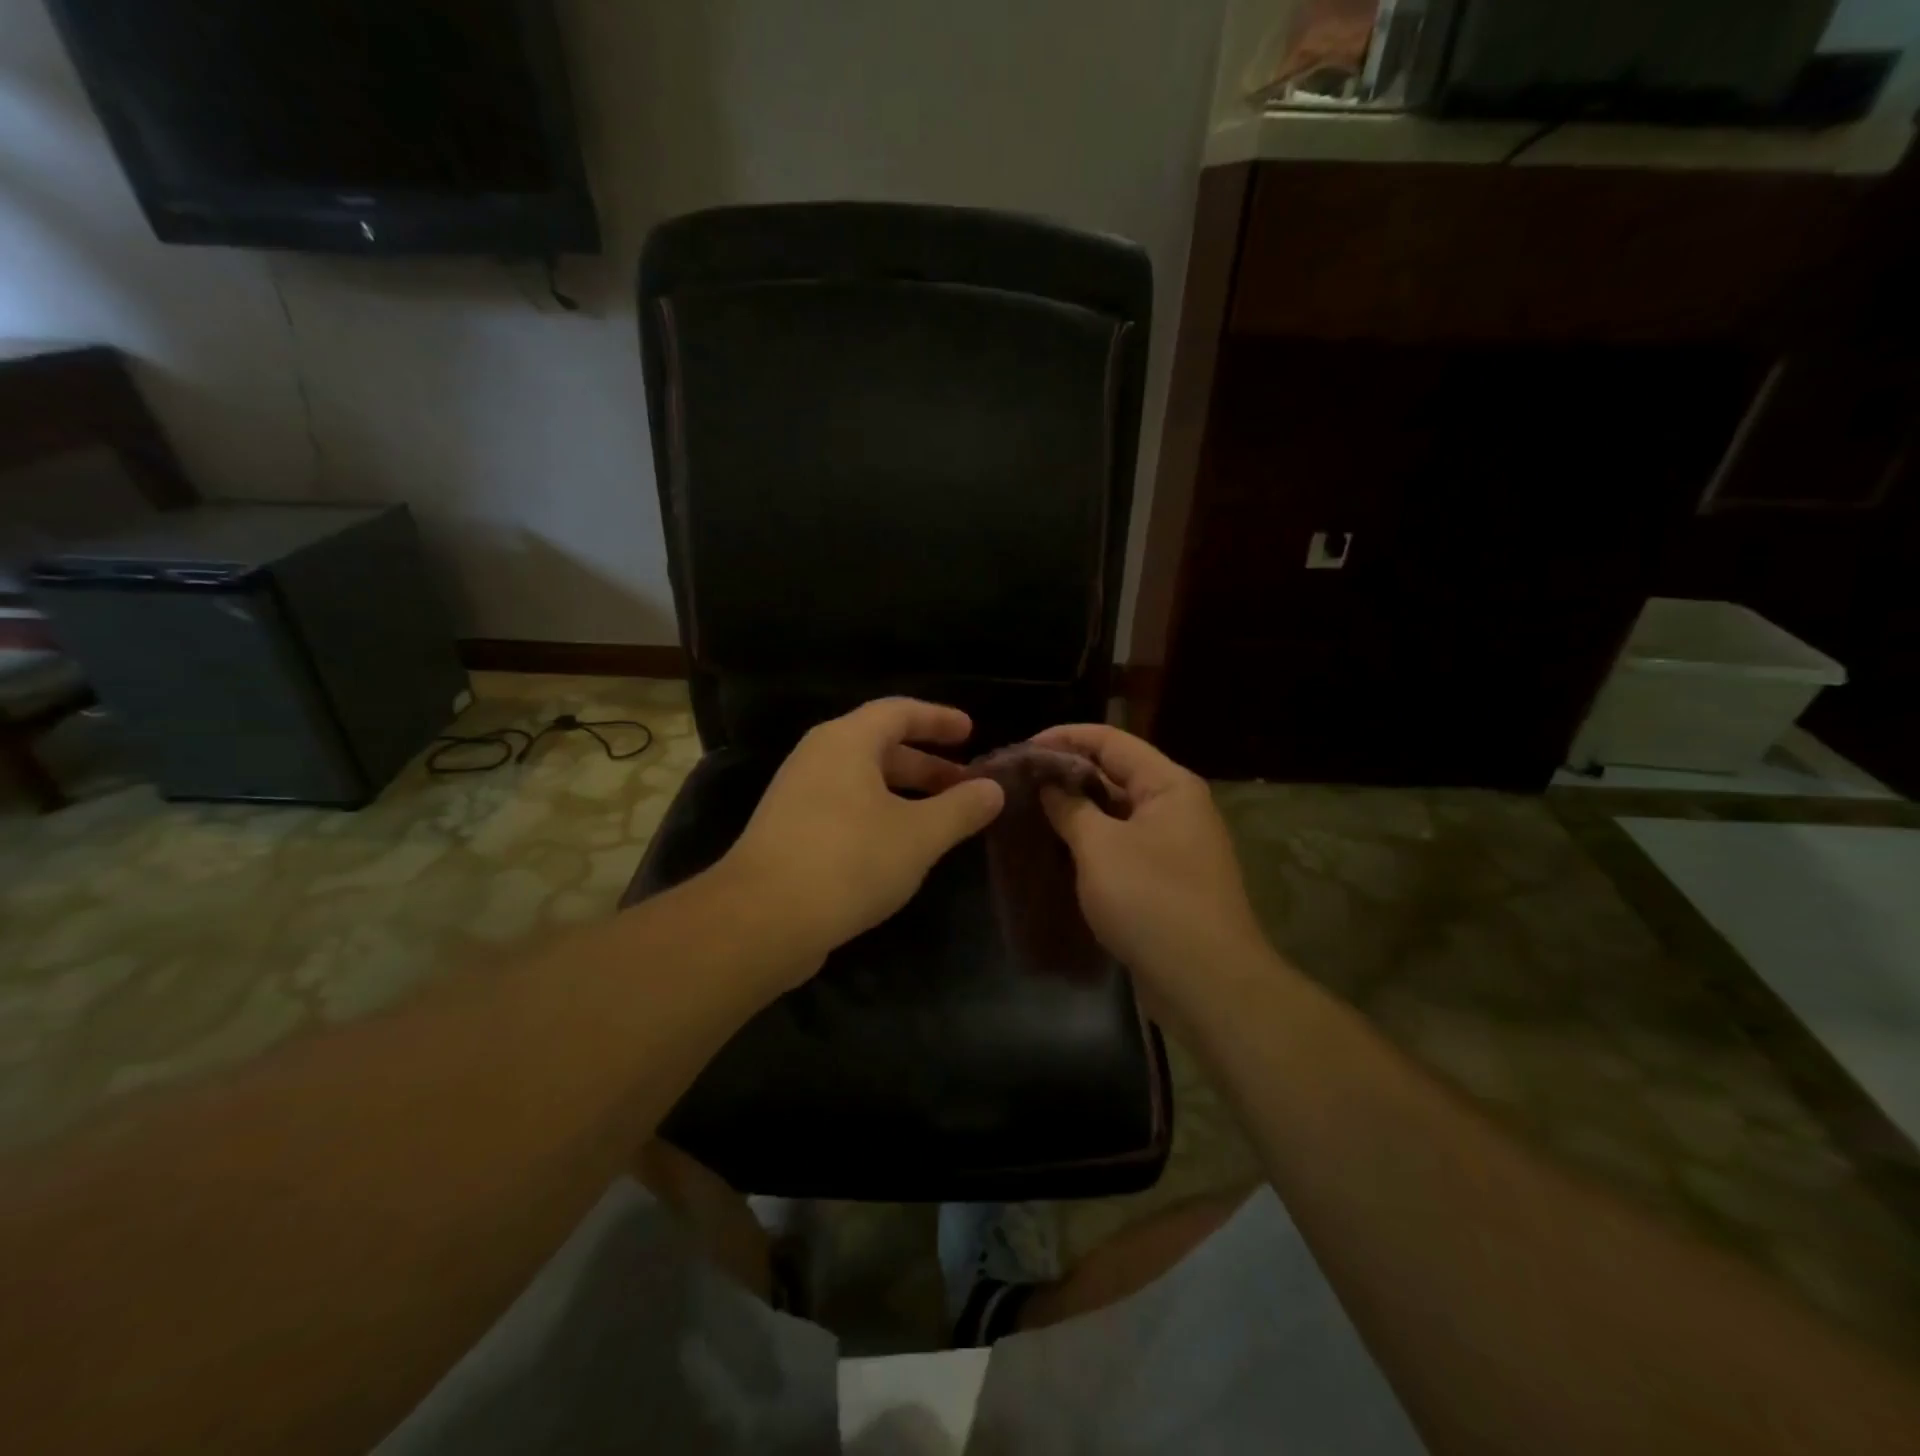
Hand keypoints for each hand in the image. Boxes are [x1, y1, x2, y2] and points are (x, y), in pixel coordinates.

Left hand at [718, 698, 1003, 981]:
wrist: (762, 919)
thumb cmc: (849, 860)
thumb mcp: (919, 835)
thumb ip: (961, 809)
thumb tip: (995, 789)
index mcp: (846, 741)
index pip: (899, 711)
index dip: (938, 719)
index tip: (971, 731)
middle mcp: (818, 758)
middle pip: (880, 746)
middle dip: (927, 765)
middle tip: (965, 786)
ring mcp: (798, 795)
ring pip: (863, 781)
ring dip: (905, 794)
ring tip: (941, 819)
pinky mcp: (789, 832)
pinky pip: (846, 808)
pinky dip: (880, 815)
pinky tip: (899, 848)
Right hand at [1034, 724, 1271, 1020]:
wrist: (1206, 982)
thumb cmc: (1152, 900)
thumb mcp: (1100, 847)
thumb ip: (1071, 807)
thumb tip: (1048, 783)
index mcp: (1168, 785)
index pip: (1110, 740)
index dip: (1064, 738)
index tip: (1020, 748)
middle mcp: (1176, 806)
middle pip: (1115, 773)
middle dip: (1067, 773)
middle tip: (1018, 781)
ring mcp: (1174, 845)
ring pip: (1117, 812)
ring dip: (1077, 809)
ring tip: (1030, 810)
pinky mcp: (1166, 879)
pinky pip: (1123, 844)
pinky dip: (1092, 841)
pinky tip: (1058, 849)